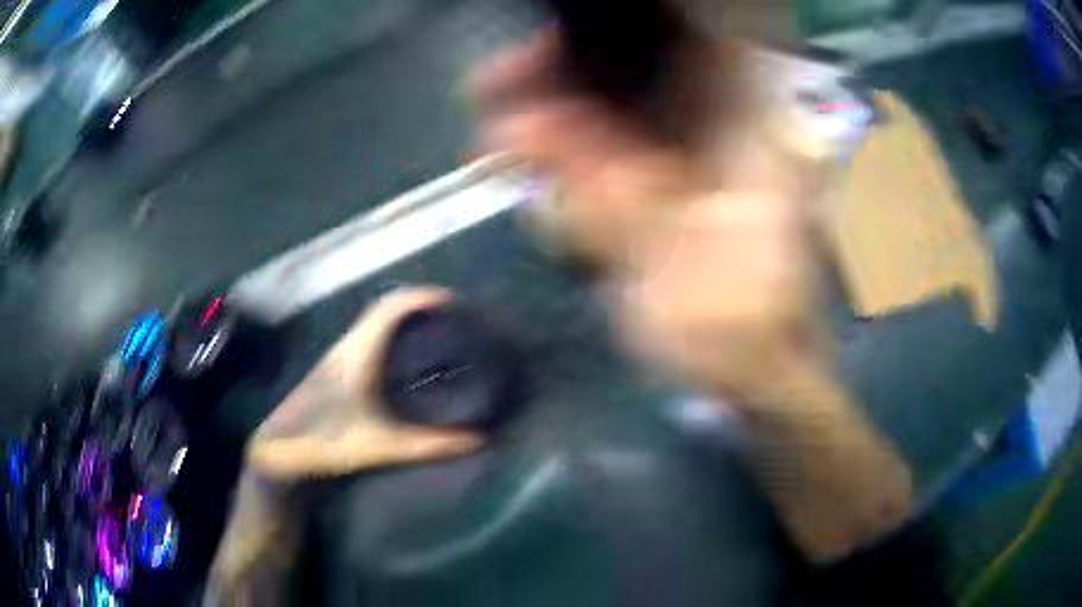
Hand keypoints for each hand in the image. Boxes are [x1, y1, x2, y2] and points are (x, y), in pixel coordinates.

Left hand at [246, 287, 483, 480]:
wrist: (280, 451)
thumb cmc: (325, 442)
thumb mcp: (381, 447)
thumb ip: (429, 445)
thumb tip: (476, 439)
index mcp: (358, 352)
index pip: (392, 307)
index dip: (423, 297)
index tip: (455, 302)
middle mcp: (349, 346)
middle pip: (387, 309)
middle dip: (421, 306)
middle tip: (454, 319)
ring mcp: (340, 356)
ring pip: (377, 324)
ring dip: (406, 320)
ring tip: (438, 334)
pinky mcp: (337, 369)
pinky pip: (371, 339)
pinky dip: (393, 337)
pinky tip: (408, 361)